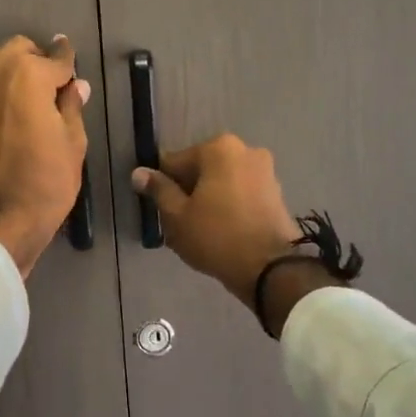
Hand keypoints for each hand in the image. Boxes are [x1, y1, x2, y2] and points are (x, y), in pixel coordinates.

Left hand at [0, 35, 89, 277]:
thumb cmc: (45, 183)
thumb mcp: (73, 144)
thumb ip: (72, 106)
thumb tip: (75, 86)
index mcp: (25, 75)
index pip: (54, 57)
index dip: (67, 59)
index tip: (72, 59)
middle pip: (17, 52)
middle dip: (36, 63)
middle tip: (52, 89)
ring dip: (12, 80)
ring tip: (28, 108)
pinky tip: (6, 127)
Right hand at [131, 135, 302, 312]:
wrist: (271, 268)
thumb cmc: (216, 237)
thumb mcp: (177, 216)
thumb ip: (158, 190)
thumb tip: (139, 172)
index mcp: (219, 148)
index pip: (175, 162)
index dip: (163, 186)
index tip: (161, 210)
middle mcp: (245, 150)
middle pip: (201, 170)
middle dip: (189, 192)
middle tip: (180, 224)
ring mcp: (265, 171)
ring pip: (222, 182)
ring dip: (209, 200)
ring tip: (201, 231)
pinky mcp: (276, 193)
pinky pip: (241, 194)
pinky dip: (229, 206)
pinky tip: (222, 232)